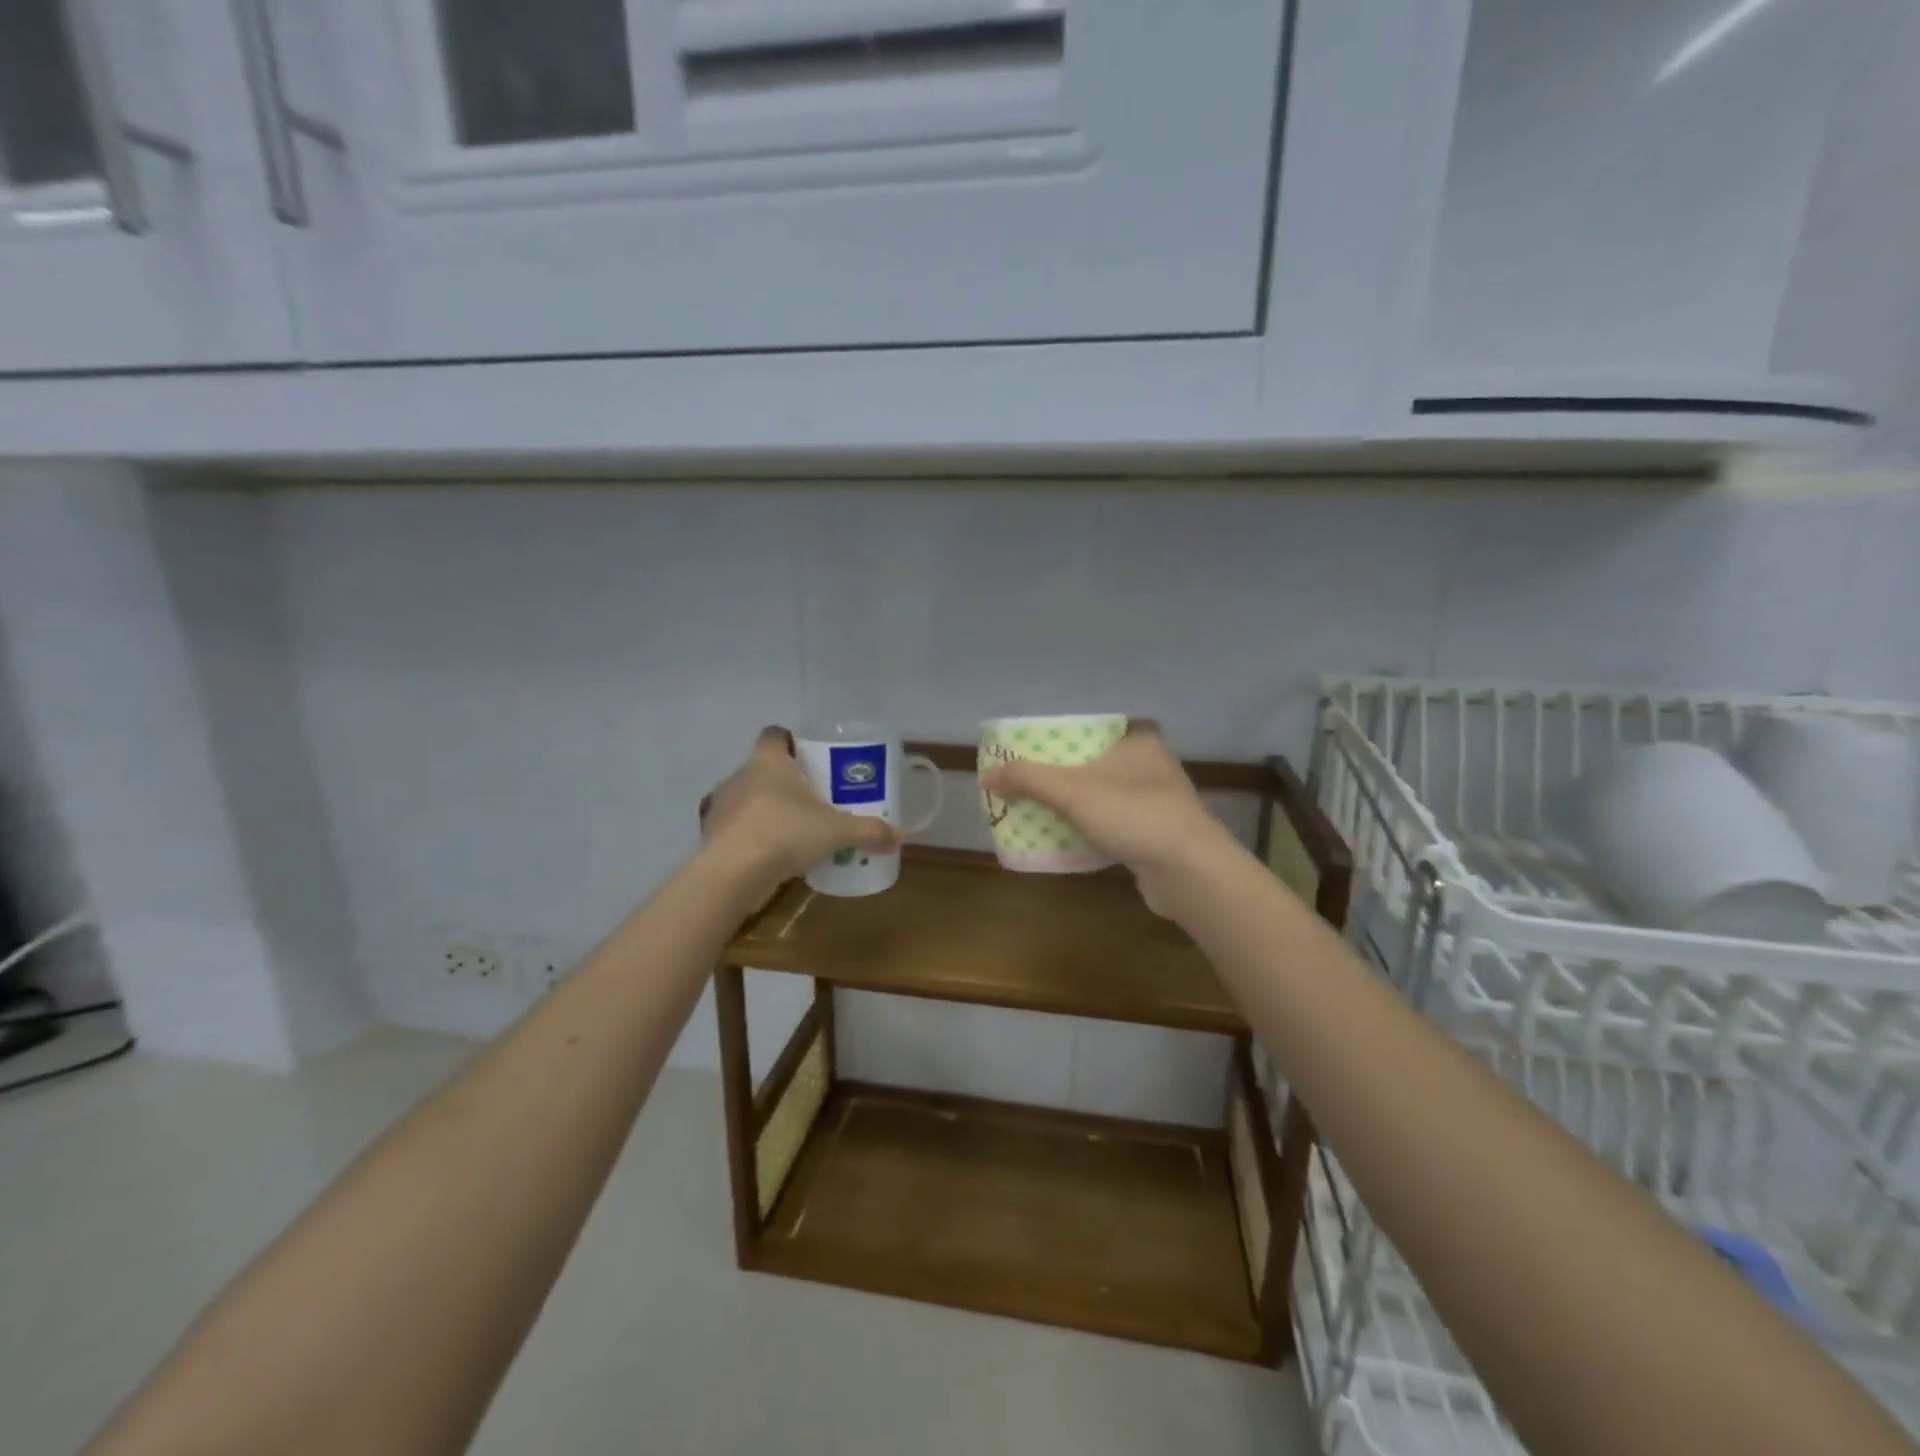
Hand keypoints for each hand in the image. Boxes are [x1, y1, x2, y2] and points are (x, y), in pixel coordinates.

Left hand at [700, 728, 898, 892]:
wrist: (732, 874)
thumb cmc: (785, 832)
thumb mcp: (837, 831)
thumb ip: (868, 831)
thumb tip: (898, 837)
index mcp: (767, 761)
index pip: (774, 735)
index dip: (791, 742)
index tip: (811, 757)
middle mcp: (740, 776)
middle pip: (763, 769)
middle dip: (787, 782)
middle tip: (814, 799)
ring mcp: (721, 806)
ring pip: (749, 800)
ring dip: (768, 810)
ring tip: (795, 830)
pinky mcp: (712, 836)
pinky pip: (738, 829)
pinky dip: (753, 837)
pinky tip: (773, 856)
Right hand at [979, 721, 1234, 912]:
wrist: (1188, 871)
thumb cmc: (1132, 814)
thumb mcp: (1071, 791)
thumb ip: (1028, 779)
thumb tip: (988, 775)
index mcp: (1137, 739)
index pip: (1093, 726)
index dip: (1061, 735)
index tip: (1035, 749)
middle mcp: (1151, 763)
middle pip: (1094, 761)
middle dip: (1062, 774)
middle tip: (1028, 782)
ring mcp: (1158, 800)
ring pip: (1104, 794)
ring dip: (1075, 803)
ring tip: (1040, 809)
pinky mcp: (1157, 832)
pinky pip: (1114, 822)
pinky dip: (1091, 827)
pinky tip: (1069, 837)